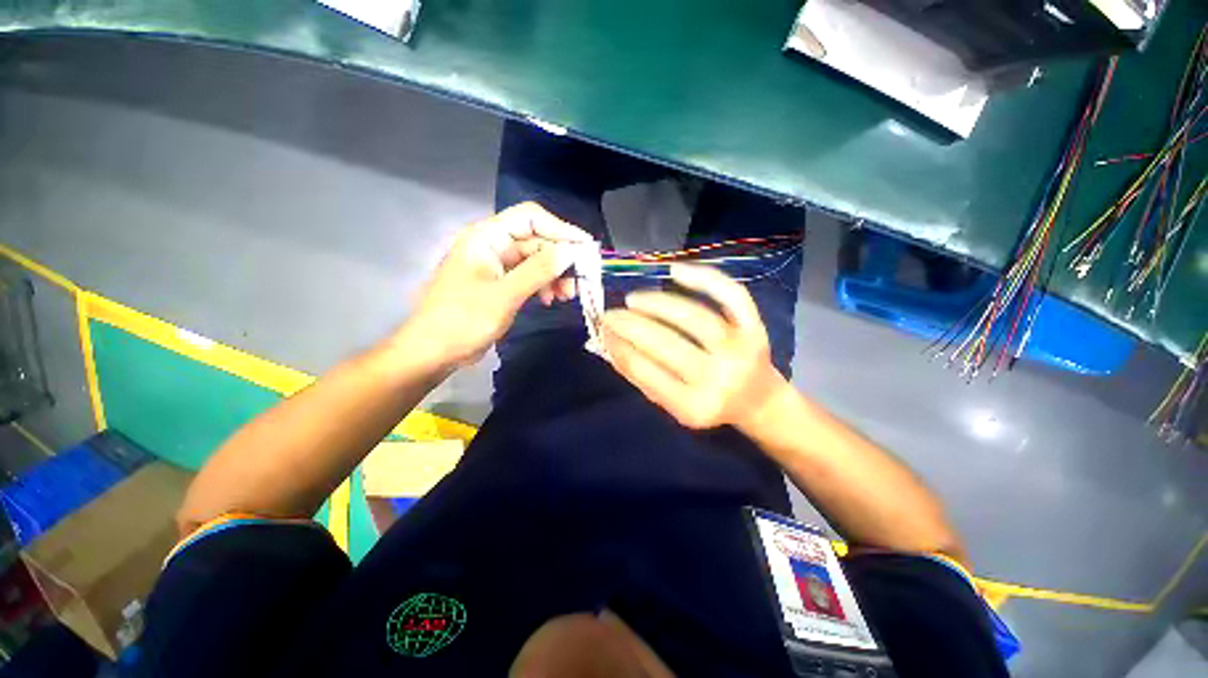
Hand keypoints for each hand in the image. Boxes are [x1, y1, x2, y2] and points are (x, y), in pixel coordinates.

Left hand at [402, 202, 590, 368]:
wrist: (434, 352)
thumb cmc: (462, 320)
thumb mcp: (504, 295)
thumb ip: (538, 270)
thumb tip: (571, 251)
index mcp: (486, 237)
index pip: (530, 218)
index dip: (560, 229)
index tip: (586, 248)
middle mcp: (492, 245)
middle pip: (536, 240)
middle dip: (560, 259)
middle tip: (580, 281)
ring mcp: (496, 265)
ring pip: (535, 260)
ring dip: (554, 275)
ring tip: (567, 295)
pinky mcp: (500, 284)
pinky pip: (529, 277)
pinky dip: (542, 286)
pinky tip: (550, 300)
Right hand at [601, 264, 788, 429]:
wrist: (759, 400)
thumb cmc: (709, 403)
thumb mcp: (673, 405)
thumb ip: (642, 379)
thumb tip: (608, 345)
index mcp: (695, 406)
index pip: (647, 372)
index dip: (620, 348)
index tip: (603, 332)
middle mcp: (720, 378)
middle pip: (668, 343)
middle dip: (631, 325)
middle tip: (610, 313)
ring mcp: (741, 349)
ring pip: (695, 316)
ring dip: (657, 303)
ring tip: (633, 299)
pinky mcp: (755, 327)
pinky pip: (732, 295)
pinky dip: (704, 278)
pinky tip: (675, 271)